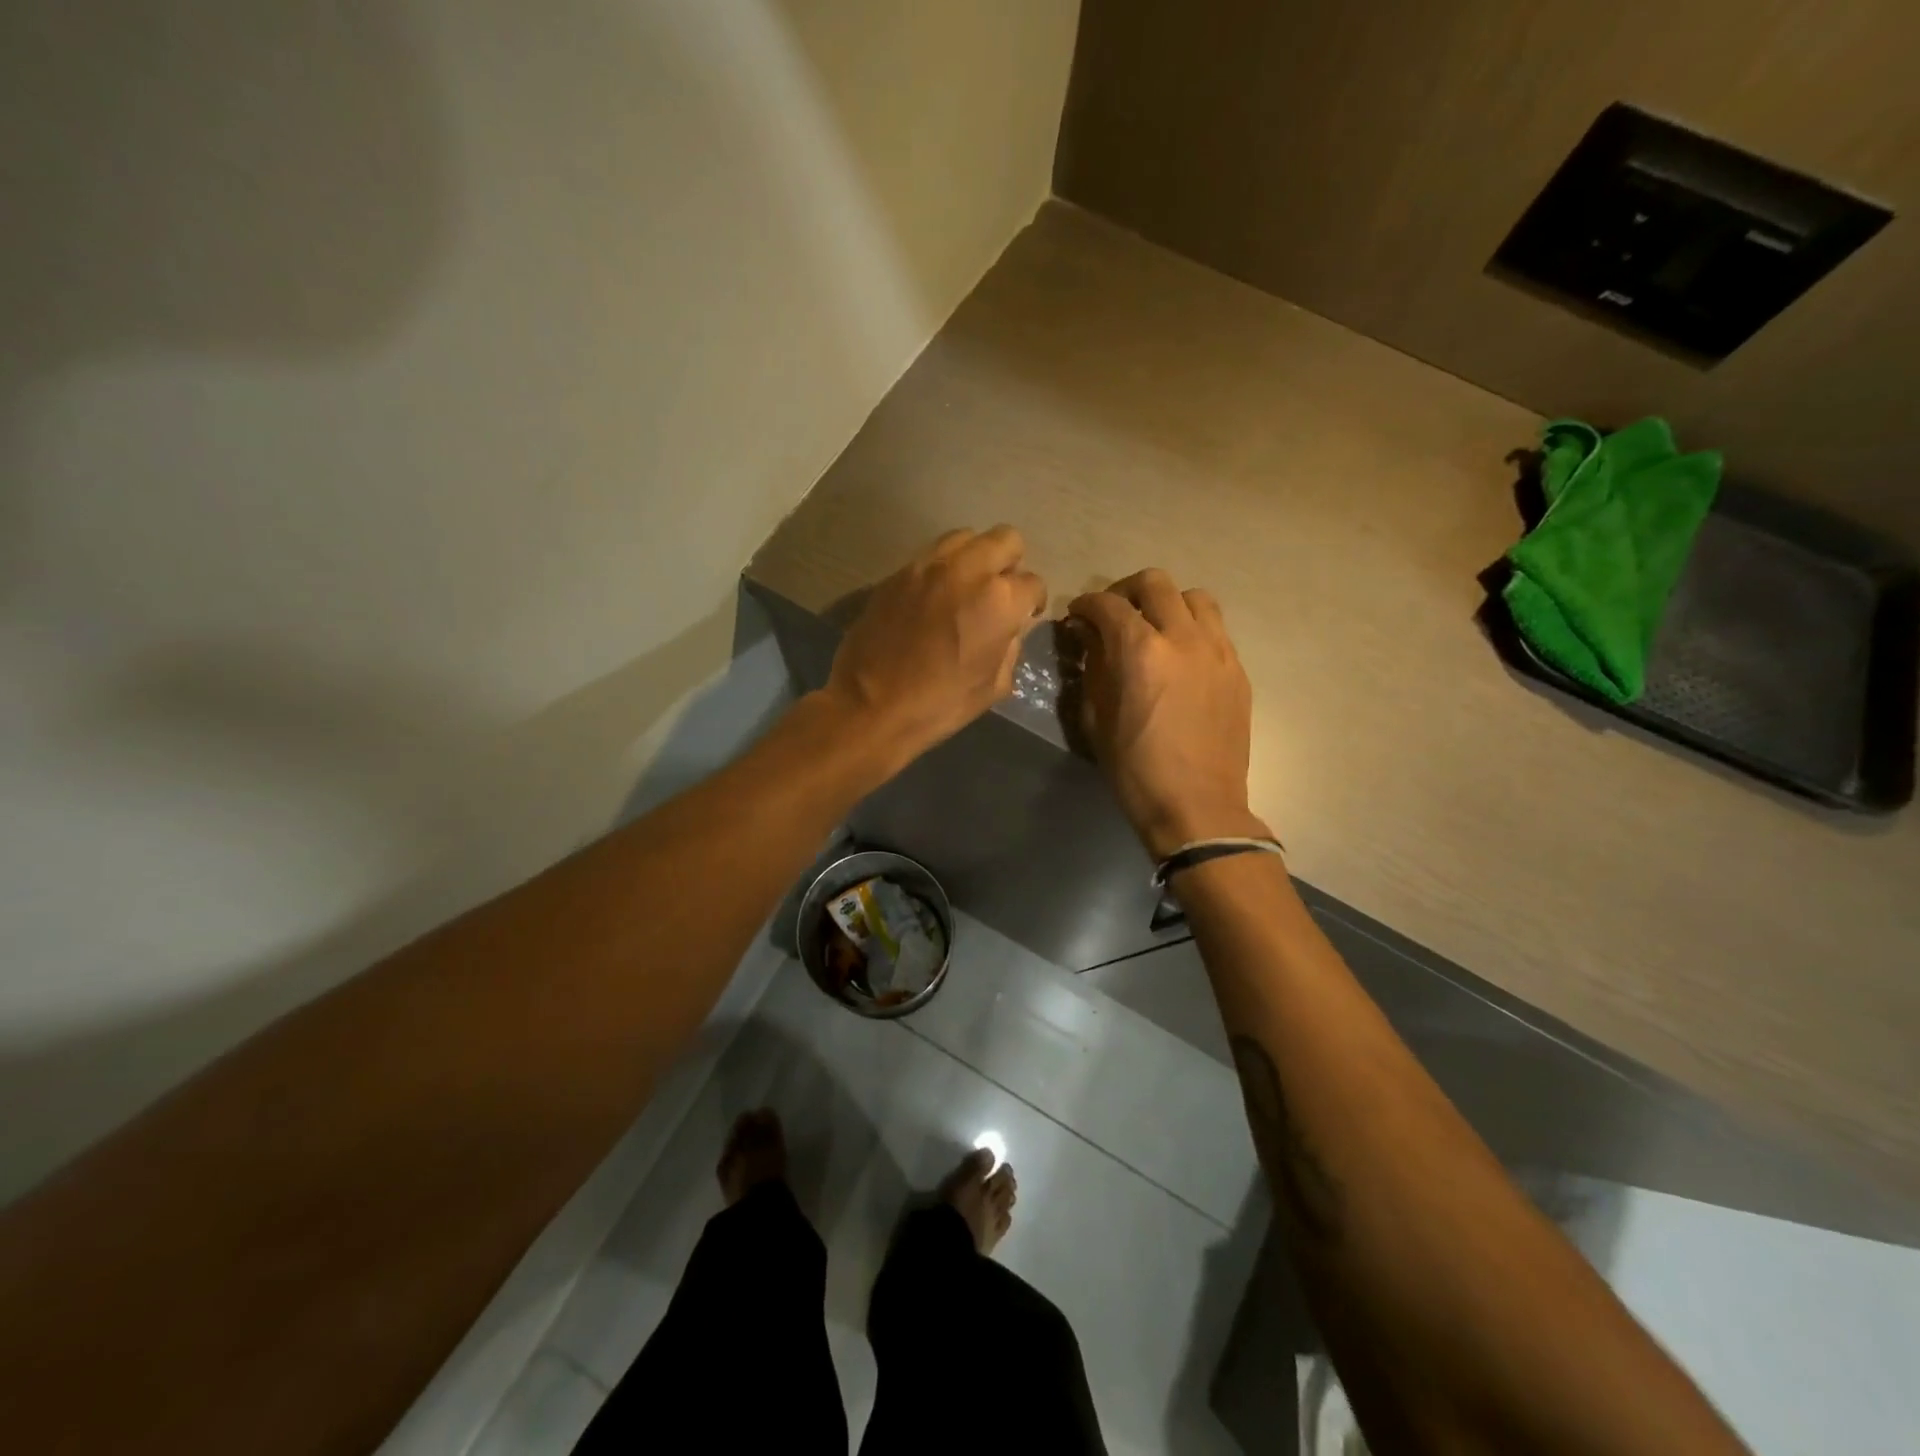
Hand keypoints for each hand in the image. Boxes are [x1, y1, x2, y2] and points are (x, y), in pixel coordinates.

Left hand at [822, 526, 1047, 769]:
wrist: (871, 706)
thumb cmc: (940, 705)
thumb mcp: (994, 686)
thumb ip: (1011, 646)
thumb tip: (1010, 627)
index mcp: (999, 600)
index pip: (1033, 583)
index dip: (1032, 602)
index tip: (1024, 615)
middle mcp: (968, 570)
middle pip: (1006, 539)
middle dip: (1010, 563)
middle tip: (999, 592)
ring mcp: (928, 566)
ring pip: (966, 537)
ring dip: (975, 557)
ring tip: (966, 587)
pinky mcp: (898, 572)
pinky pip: (931, 555)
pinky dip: (942, 568)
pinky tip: (934, 597)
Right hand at [1069, 570, 1265, 857]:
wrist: (1197, 805)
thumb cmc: (1135, 769)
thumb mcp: (1096, 718)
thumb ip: (1093, 667)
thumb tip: (1089, 636)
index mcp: (1140, 650)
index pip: (1107, 604)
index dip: (1085, 604)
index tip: (1077, 616)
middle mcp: (1183, 637)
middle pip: (1155, 583)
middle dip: (1125, 591)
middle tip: (1114, 614)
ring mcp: (1217, 651)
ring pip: (1194, 597)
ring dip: (1167, 603)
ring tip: (1155, 627)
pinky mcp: (1238, 670)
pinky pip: (1215, 629)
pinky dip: (1192, 629)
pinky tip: (1181, 657)